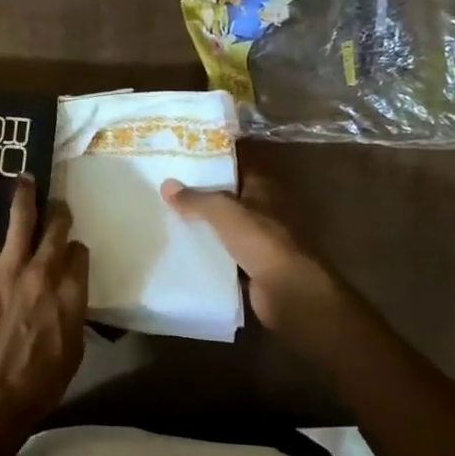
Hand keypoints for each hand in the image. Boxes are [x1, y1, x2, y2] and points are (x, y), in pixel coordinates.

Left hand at [0, 166, 89, 436]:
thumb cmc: (37, 385)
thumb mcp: (73, 352)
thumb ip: (74, 314)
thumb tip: (70, 294)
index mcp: (73, 294)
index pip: (80, 254)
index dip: (75, 248)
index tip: (69, 249)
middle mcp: (47, 271)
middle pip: (57, 229)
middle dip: (58, 212)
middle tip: (54, 204)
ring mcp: (11, 266)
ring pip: (23, 217)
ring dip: (26, 192)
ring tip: (26, 176)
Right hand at [161, 175, 349, 357]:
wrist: (287, 291)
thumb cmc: (260, 241)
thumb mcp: (223, 212)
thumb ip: (196, 199)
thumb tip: (166, 184)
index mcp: (263, 191)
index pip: (238, 169)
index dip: (214, 164)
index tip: (185, 164)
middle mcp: (264, 212)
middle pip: (230, 200)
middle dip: (204, 197)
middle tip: (170, 193)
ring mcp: (261, 242)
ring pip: (227, 229)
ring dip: (206, 227)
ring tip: (171, 220)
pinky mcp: (254, 268)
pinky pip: (226, 256)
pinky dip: (211, 255)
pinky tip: (185, 252)